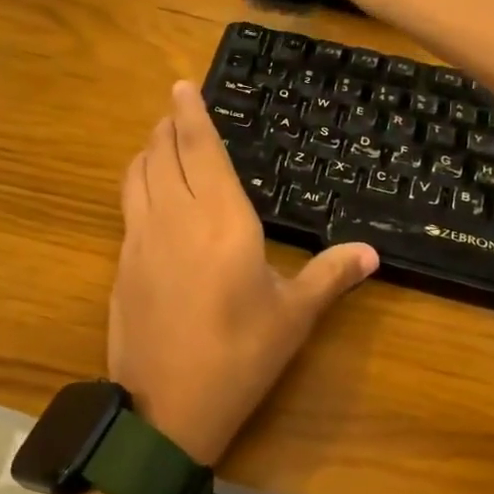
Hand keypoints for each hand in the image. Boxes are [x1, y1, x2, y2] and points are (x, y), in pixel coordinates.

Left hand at [110, 81, 377, 463]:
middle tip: (176, 109)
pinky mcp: (122, 261)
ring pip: (138, 173)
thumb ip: (329, 276)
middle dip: (168, 124)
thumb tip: (371, 253)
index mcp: (223, 220)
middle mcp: (176, 216)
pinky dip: (137, 180)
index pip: (201, 149)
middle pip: (163, 152)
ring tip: (160, 140)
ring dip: (149, 148)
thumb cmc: (240, 357)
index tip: (182, 86)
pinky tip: (148, 192)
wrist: (166, 407)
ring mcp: (141, 238)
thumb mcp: (293, 317)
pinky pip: (128, 203)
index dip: (191, 113)